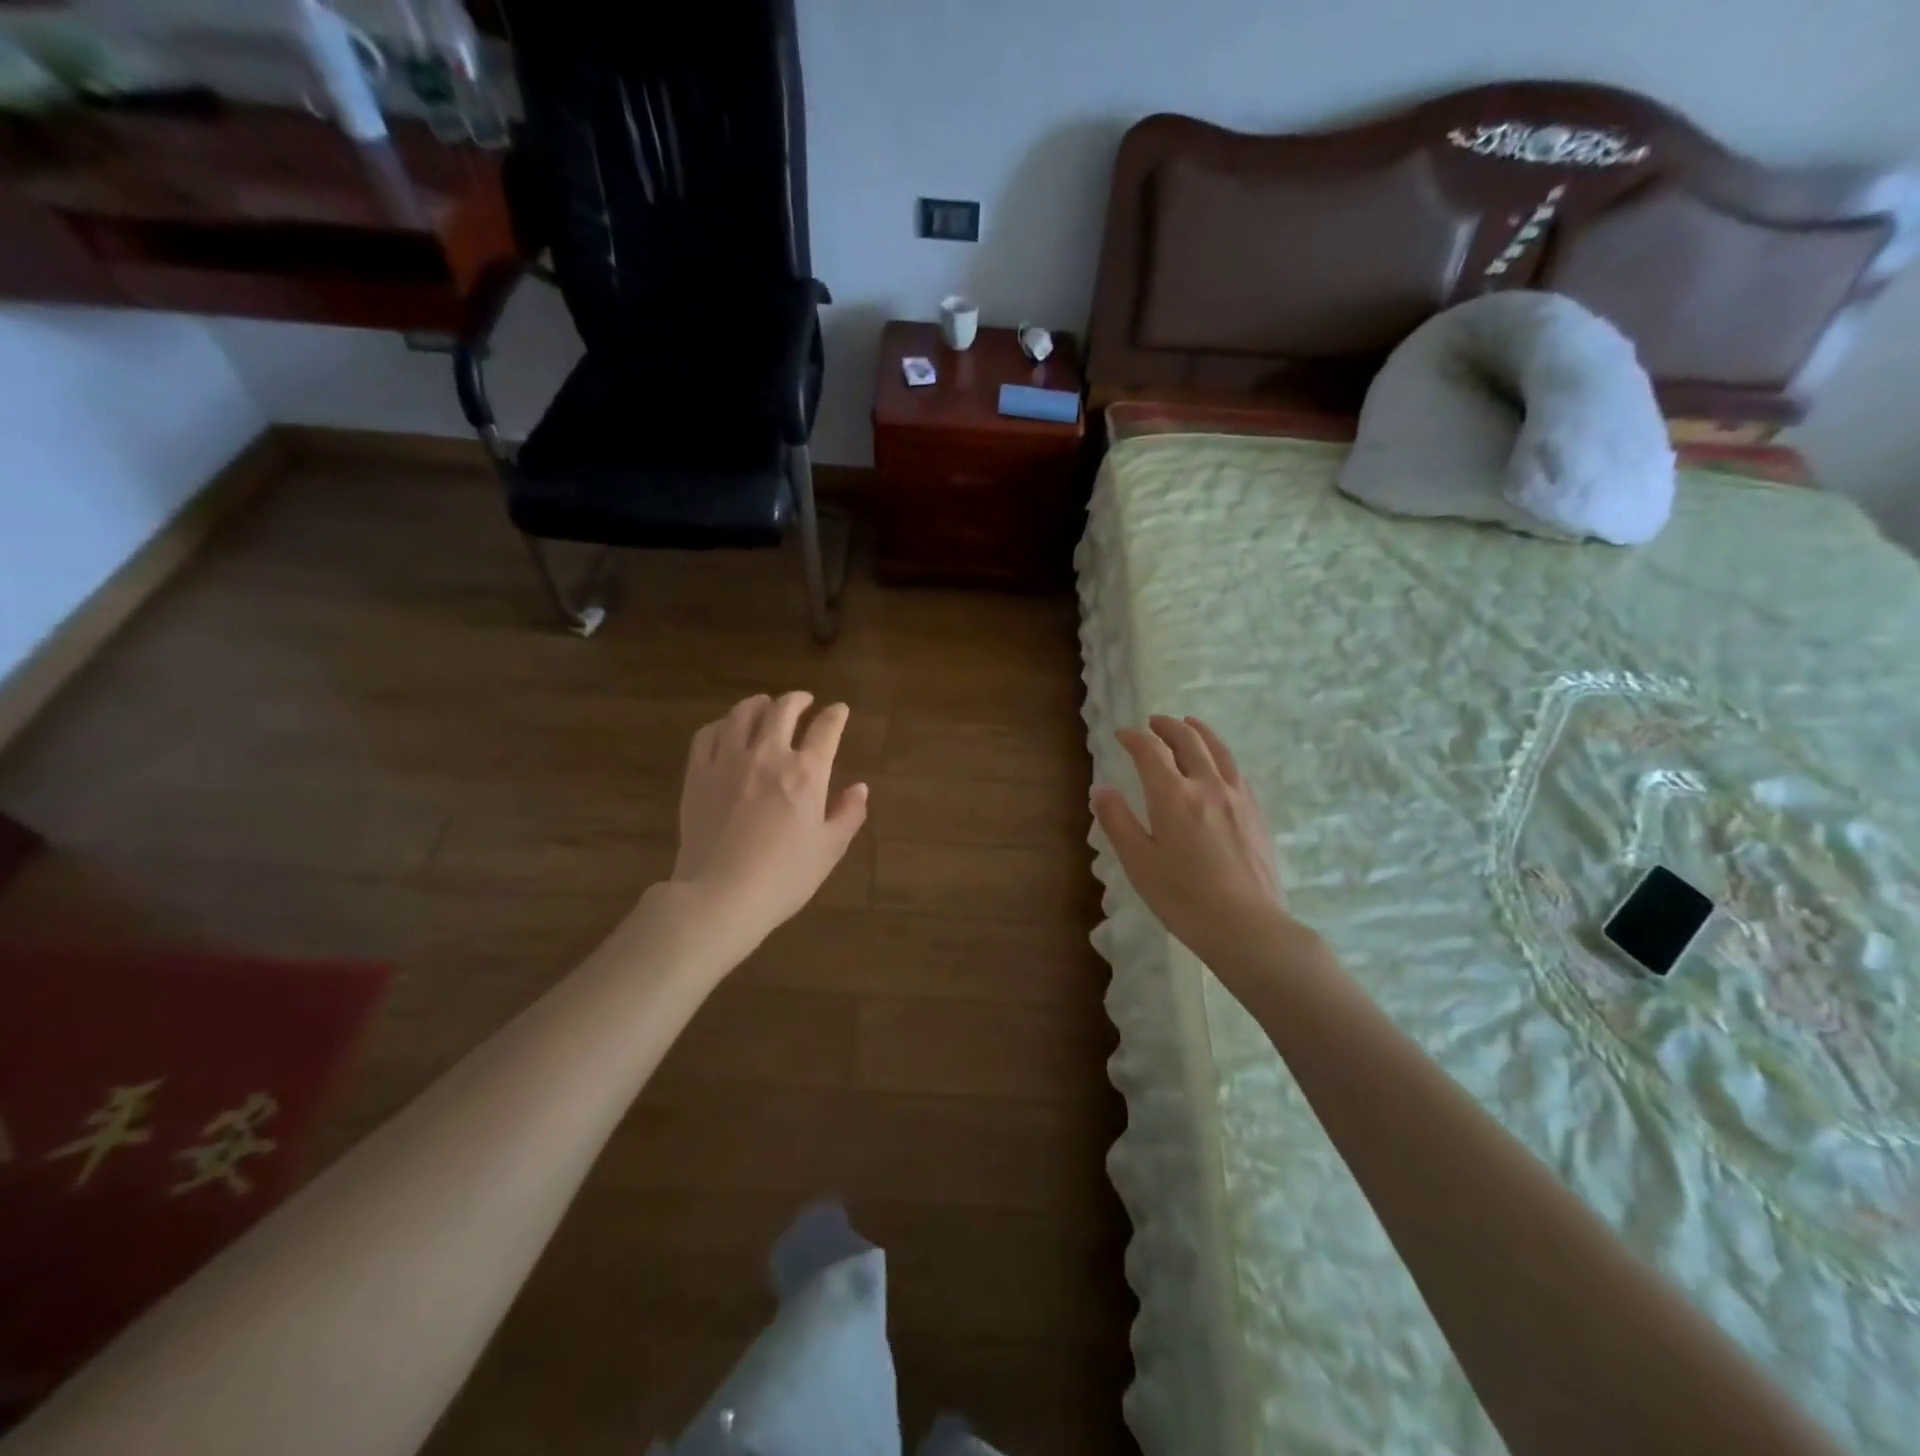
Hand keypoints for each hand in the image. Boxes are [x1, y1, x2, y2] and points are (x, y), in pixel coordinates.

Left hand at [670, 692, 868, 947]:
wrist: (719, 896)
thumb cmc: (783, 877)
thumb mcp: (829, 850)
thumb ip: (848, 815)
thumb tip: (860, 789)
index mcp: (806, 773)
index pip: (826, 729)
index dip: (836, 715)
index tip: (840, 710)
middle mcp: (768, 756)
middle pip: (783, 710)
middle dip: (797, 700)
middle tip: (804, 701)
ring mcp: (728, 761)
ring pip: (742, 714)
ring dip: (758, 704)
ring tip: (765, 705)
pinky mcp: (697, 774)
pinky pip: (708, 734)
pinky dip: (722, 724)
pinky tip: (727, 728)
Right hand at [1092, 715, 1292, 968]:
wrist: (1248, 926)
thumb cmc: (1183, 898)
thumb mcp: (1139, 863)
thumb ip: (1118, 821)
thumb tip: (1101, 790)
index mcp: (1173, 796)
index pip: (1150, 752)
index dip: (1134, 738)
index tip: (1122, 734)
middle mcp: (1207, 786)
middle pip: (1188, 741)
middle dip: (1168, 727)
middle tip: (1154, 722)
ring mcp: (1237, 798)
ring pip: (1219, 751)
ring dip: (1200, 732)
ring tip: (1190, 724)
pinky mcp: (1257, 814)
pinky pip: (1237, 771)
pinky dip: (1222, 755)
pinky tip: (1220, 764)